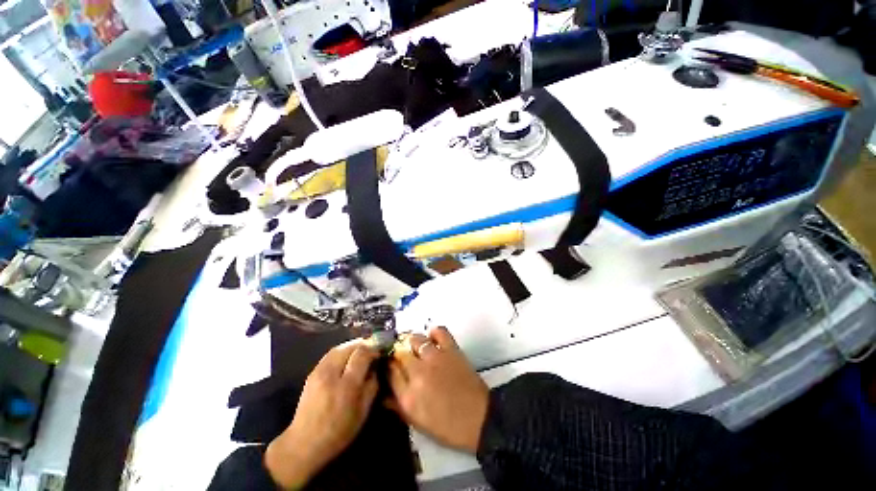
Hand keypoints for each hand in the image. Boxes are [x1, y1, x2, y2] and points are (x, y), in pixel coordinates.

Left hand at [265, 340, 378, 488]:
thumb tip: (376, 367)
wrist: (304, 443)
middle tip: (372, 349)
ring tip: (361, 351)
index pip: (362, 354)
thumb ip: (372, 385)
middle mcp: (332, 373)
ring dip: (353, 346)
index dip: (373, 349)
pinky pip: (331, 354)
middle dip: (364, 345)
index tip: (380, 352)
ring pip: (339, 347)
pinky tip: (347, 357)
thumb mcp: (363, 410)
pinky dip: (342, 351)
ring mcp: (319, 371)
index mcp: (347, 384)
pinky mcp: (312, 373)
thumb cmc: (339, 430)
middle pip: (350, 347)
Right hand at [389, 327, 488, 452]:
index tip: (392, 367)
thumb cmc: (446, 426)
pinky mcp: (451, 349)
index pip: (390, 372)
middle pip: (400, 353)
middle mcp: (418, 373)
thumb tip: (384, 392)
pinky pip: (439, 332)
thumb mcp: (417, 421)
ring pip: (415, 339)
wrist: (478, 418)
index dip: (389, 367)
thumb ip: (397, 405)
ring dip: (413, 343)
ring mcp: (435, 358)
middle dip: (400, 355)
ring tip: (417, 349)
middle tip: (405, 359)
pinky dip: (434, 333)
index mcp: (408, 396)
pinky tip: (433, 339)